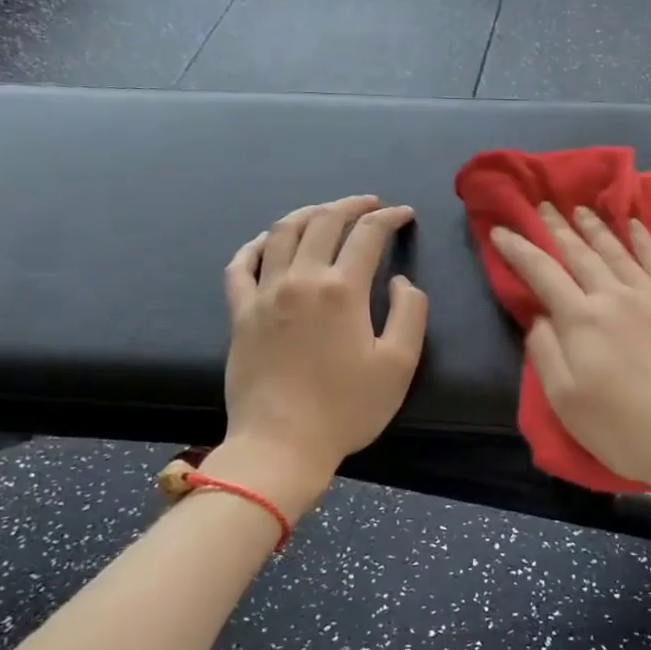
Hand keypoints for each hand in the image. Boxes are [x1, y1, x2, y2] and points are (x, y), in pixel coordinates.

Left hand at [211, 196, 427, 513]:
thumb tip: (399, 280)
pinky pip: (241, 265)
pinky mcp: (240, 314)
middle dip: (351, 205)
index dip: (389, 218)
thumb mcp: (400, 364)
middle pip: (324, 222)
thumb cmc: (347, 408)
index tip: (404, 215)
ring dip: (308, 214)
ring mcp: (264, 294)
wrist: (281, 445)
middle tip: (370, 204)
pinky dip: (257, 245)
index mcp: (342, 290)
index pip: (368, 235)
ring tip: (325, 213)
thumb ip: (410, 312)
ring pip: (283, 233)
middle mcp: (301, 279)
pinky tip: (269, 241)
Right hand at [490, 203, 650, 489]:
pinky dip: (644, 240)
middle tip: (544, 206)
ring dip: (596, 228)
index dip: (519, 250)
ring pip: (618, 251)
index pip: (542, 273)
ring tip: (580, 209)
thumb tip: (537, 316)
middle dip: (558, 228)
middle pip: (580, 254)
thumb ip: (546, 352)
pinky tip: (635, 226)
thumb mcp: (567, 401)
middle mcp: (614, 296)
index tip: (501, 230)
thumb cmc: (626, 428)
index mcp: (581, 320)